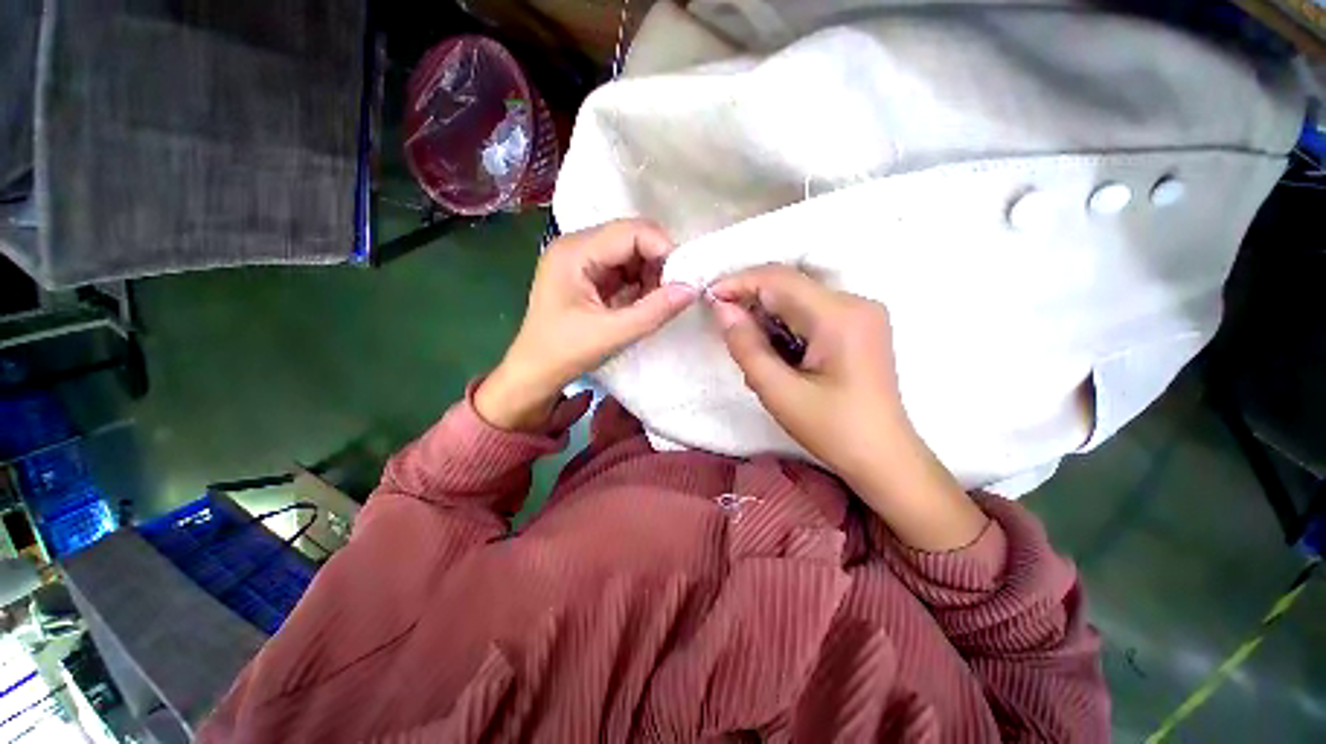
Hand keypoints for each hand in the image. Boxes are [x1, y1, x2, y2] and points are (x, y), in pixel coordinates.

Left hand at [475, 219, 697, 430]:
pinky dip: (640, 285)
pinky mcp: (589, 276)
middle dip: (658, 263)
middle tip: (675, 292)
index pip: (631, 232)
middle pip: (632, 238)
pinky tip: (645, 304)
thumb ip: (655, 310)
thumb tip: (693, 288)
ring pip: (631, 254)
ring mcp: (582, 261)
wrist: (535, 374)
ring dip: (651, 275)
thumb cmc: (564, 354)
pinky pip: (624, 270)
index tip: (685, 279)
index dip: (663, 250)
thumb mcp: (613, 334)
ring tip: (658, 302)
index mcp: (575, 252)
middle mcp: (577, 246)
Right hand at [709, 265, 906, 481]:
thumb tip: (722, 309)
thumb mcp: (778, 391)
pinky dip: (785, 326)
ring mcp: (860, 313)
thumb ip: (746, 346)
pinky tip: (777, 353)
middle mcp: (855, 302)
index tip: (709, 298)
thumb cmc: (832, 430)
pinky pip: (811, 312)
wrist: (883, 457)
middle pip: (789, 286)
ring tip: (752, 350)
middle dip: (751, 301)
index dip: (739, 282)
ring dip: (767, 317)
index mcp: (839, 316)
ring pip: (797, 299)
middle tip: (726, 329)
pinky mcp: (859, 326)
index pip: (779, 279)